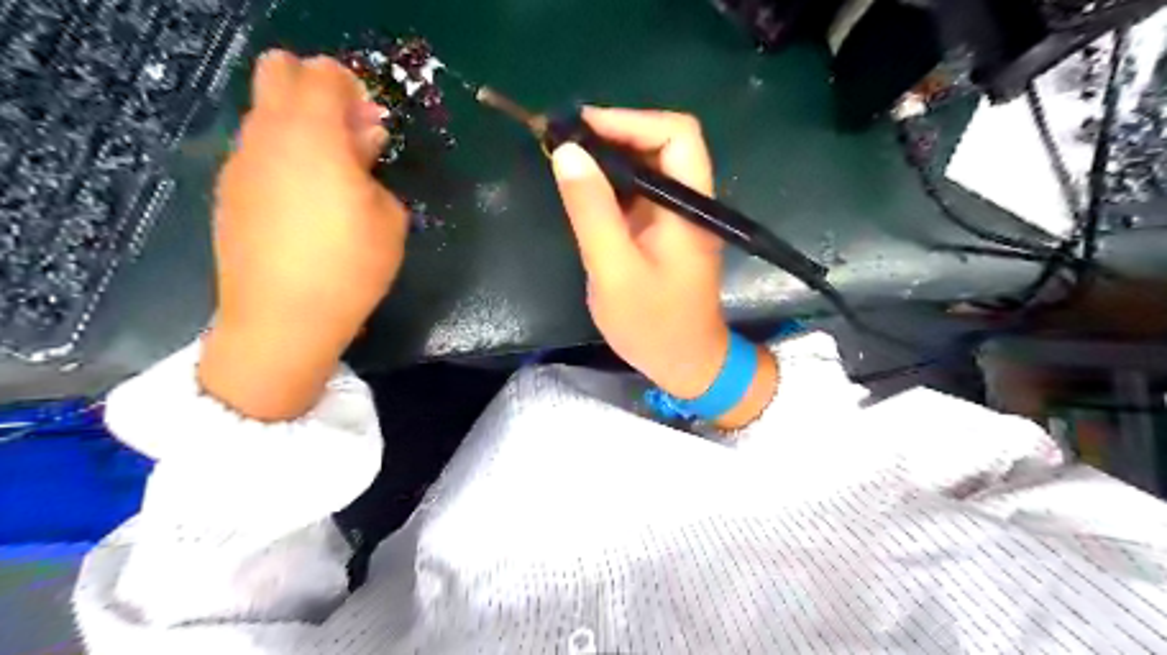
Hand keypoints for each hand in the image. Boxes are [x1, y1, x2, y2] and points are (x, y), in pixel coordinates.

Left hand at [203, 49, 410, 420]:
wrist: (283, 319)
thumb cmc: (351, 266)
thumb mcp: (390, 218)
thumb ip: (373, 167)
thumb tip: (360, 143)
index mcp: (312, 135)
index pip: (322, 72)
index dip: (352, 88)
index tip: (372, 126)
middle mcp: (267, 136)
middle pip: (278, 71)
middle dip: (318, 91)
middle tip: (350, 138)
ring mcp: (241, 163)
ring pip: (266, 114)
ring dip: (302, 129)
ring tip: (334, 181)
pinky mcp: (229, 192)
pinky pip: (259, 152)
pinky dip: (284, 158)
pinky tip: (307, 206)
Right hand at [553, 108, 777, 428]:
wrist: (683, 363)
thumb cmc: (653, 324)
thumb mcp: (614, 270)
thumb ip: (592, 211)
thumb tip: (567, 151)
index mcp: (689, 206)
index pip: (676, 134)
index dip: (630, 120)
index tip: (581, 128)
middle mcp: (688, 201)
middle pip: (660, 143)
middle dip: (613, 134)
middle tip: (563, 142)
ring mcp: (675, 215)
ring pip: (646, 165)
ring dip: (607, 156)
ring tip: (563, 158)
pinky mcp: (660, 230)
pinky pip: (636, 191)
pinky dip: (608, 182)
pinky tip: (581, 188)